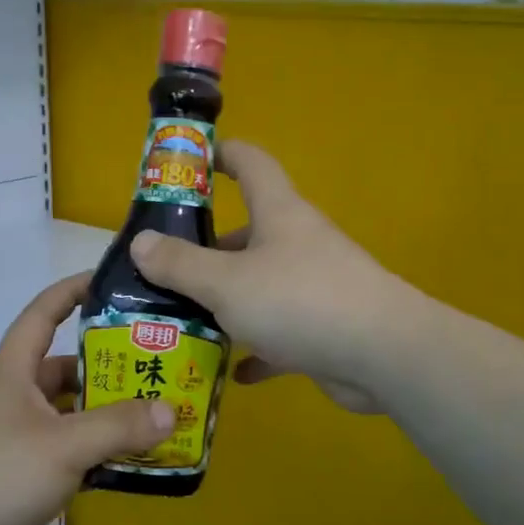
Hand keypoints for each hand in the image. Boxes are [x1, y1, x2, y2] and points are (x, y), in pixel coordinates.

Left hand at [0, 274, 173, 524]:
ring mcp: (16, 435)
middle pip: (67, 367)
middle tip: (160, 365)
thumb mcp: (63, 445)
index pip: (43, 312)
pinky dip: (97, 451)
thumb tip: (170, 410)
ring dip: (108, 414)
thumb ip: (119, 426)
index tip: (115, 282)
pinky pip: (68, 449)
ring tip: (158, 414)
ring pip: (71, 412)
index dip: (75, 290)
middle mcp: (14, 395)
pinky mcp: (21, 472)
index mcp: (13, 370)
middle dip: (110, 365)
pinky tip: (132, 461)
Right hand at [129, 140, 413, 414]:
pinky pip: (280, 333)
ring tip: (181, 320)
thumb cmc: (299, 301)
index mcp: (279, 214)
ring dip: (226, 302)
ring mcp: (314, 286)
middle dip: (206, 249)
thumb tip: (140, 242)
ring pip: (260, 286)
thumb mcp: (227, 282)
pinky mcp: (324, 328)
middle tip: (162, 270)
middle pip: (247, 233)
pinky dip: (257, 348)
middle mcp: (298, 243)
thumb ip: (180, 264)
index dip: (222, 154)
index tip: (190, 161)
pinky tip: (232, 369)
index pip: (252, 164)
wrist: (383, 355)